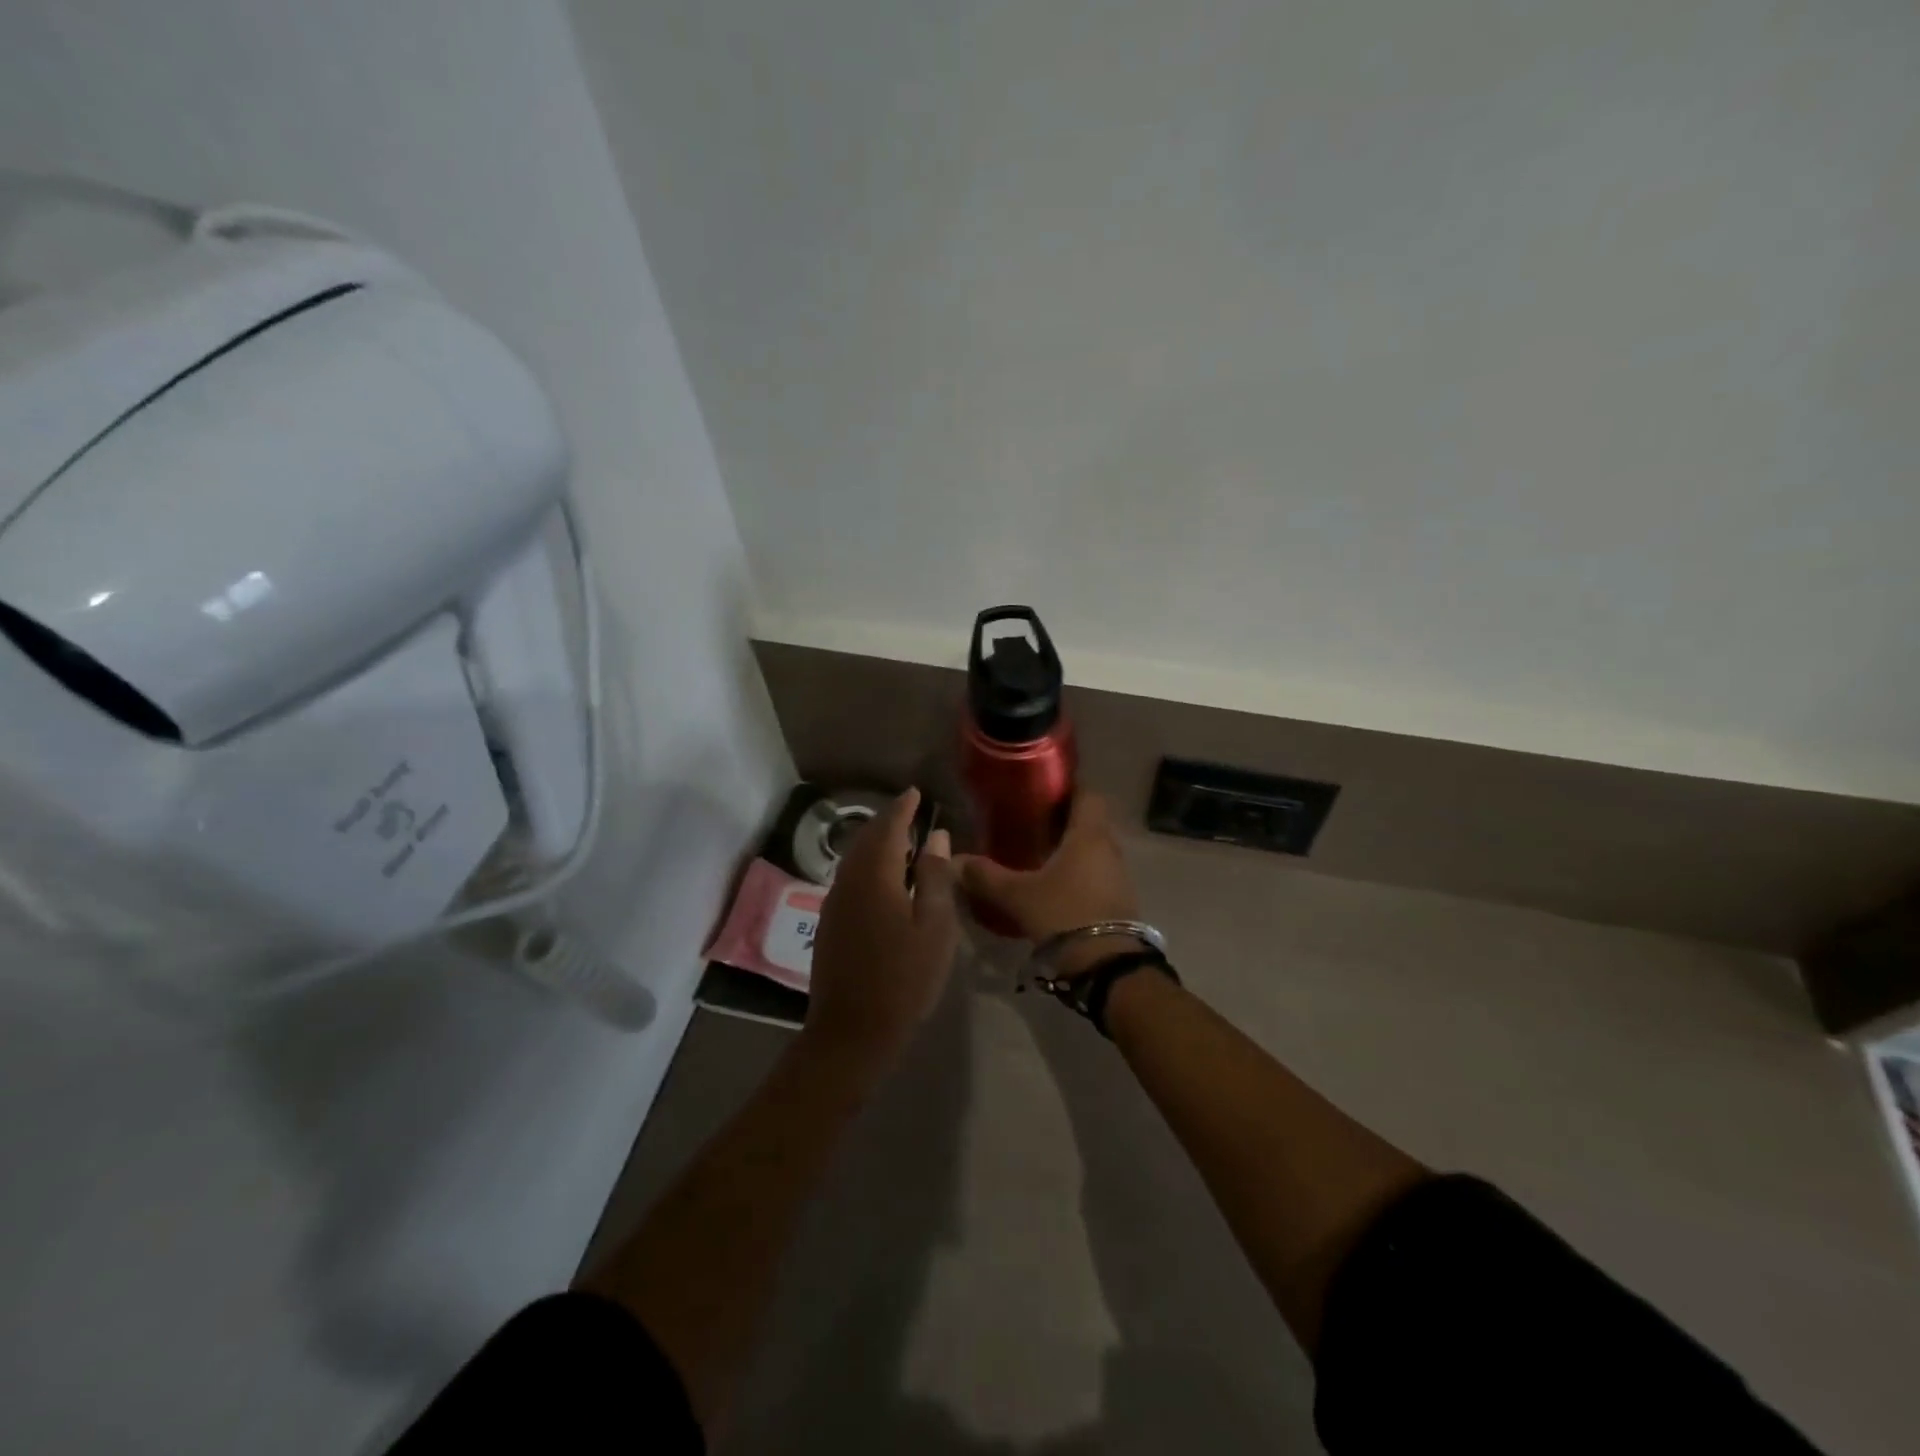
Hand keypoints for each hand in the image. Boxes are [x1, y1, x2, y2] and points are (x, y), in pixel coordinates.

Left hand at [805, 788, 959, 1067]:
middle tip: (910, 811)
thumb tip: (936, 837)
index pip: (888, 826)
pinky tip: (884, 878)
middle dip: (888, 821)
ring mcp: (834, 903)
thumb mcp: (935, 926)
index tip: (916, 793)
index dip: (902, 807)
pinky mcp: (829, 923)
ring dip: (876, 843)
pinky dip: (868, 865)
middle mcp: (848, 880)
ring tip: (901, 840)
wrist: (852, 1030)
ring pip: (855, 858)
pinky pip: (850, 877)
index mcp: (874, 875)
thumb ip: (935, 877)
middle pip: (866, 839)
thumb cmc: (904, 978)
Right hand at [956, 793, 1140, 975]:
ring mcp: (1117, 876)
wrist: (1108, 966)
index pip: (1087, 793)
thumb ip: (985, 876)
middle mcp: (1109, 848)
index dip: (1066, 788)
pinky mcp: (1118, 901)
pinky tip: (1052, 887)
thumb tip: (954, 862)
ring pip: (1093, 850)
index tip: (1040, 790)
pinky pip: (1096, 875)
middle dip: (1061, 821)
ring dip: (1070, 850)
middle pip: (1088, 822)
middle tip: (1028, 823)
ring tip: (1035, 855)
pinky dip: (1077, 873)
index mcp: (1088, 834)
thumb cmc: (1064, 914)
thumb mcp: (1017, 895)